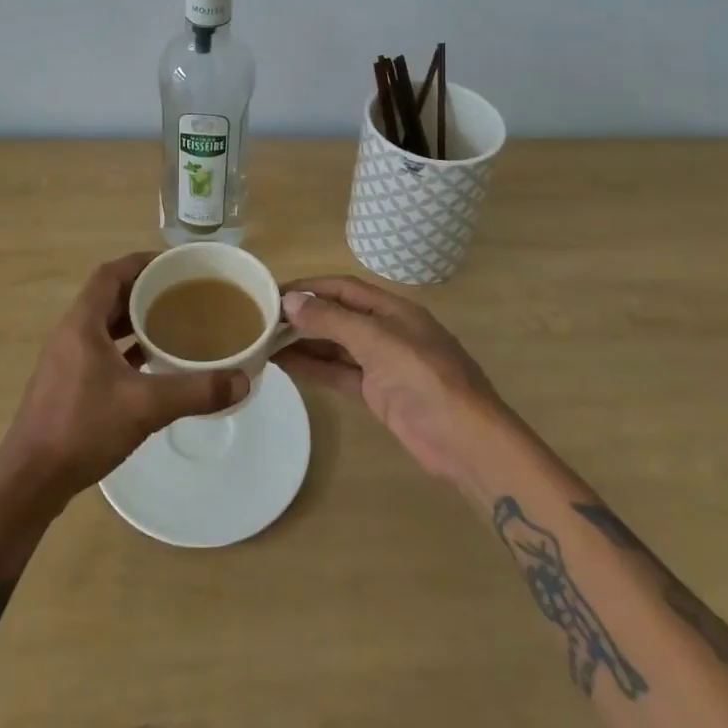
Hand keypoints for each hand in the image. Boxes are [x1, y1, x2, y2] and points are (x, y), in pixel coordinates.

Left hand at [0, 253, 249, 512]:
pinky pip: (101, 351)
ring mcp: (67, 360)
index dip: (140, 262)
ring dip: (134, 320)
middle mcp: (71, 333)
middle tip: (181, 293)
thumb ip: (195, 391)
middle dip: (143, 290)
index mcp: (83, 323)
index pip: (110, 273)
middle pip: (109, 296)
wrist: (30, 480)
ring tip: (171, 323)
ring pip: (104, 325)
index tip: (173, 264)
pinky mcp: (67, 385)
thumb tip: (243, 380)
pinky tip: (151, 364)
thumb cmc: (82, 428)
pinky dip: (125, 349)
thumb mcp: (145, 406)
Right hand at [278, 275, 512, 488]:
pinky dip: (315, 369)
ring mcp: (382, 364)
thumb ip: (332, 320)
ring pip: (335, 346)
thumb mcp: (377, 341)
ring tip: (265, 342)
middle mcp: (386, 331)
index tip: (272, 292)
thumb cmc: (425, 378)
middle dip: (303, 316)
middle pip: (338, 316)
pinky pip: (339, 374)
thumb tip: (290, 300)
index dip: (309, 287)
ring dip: (304, 343)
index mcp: (393, 310)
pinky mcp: (378, 394)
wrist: (465, 440)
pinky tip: (287, 367)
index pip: (343, 288)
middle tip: (262, 320)